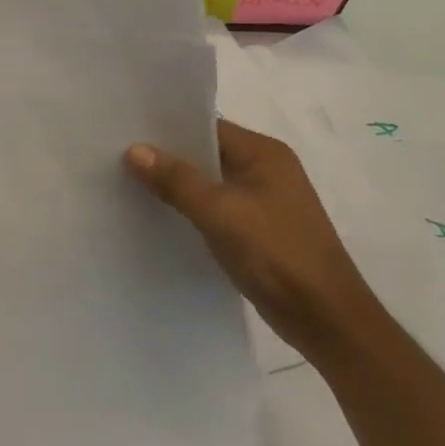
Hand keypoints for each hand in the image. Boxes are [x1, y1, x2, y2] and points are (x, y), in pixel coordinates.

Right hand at [125, 119, 375, 358]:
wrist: (325, 318)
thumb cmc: (276, 253)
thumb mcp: (219, 212)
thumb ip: (176, 179)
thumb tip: (134, 149)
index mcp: (264, 153)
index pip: (208, 127)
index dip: (168, 128)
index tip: (126, 131)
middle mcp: (266, 170)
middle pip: (207, 153)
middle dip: (167, 157)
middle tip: (119, 156)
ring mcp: (264, 201)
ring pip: (209, 183)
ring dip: (177, 186)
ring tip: (129, 184)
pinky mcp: (258, 230)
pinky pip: (216, 209)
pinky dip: (191, 210)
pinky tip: (160, 217)